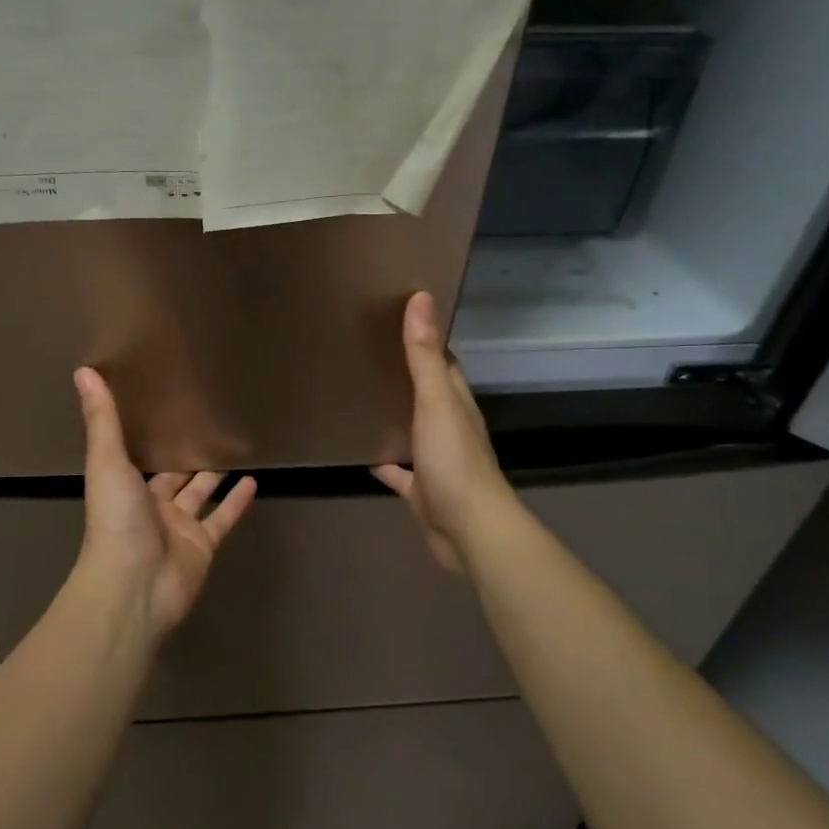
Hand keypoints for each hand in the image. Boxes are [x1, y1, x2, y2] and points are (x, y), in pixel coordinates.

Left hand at [71, 366, 255, 641]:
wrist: (134, 586)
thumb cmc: (116, 521)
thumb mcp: (107, 462)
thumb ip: (102, 419)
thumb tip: (83, 371)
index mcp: (125, 485)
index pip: (140, 453)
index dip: (153, 432)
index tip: (168, 404)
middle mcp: (152, 504)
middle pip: (173, 473)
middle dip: (187, 451)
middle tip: (210, 420)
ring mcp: (179, 527)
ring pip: (200, 493)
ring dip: (214, 473)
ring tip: (234, 445)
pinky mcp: (203, 545)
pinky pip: (223, 519)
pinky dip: (237, 501)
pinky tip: (253, 480)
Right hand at [371, 291, 514, 573]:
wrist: (468, 530)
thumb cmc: (454, 461)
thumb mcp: (436, 401)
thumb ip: (424, 356)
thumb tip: (421, 298)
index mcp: (457, 403)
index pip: (444, 363)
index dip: (425, 340)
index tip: (396, 319)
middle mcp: (449, 427)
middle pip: (428, 393)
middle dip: (405, 375)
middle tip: (367, 353)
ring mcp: (436, 460)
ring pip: (413, 430)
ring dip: (394, 415)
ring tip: (360, 395)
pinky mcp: (421, 490)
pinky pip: (399, 471)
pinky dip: (384, 462)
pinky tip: (361, 453)